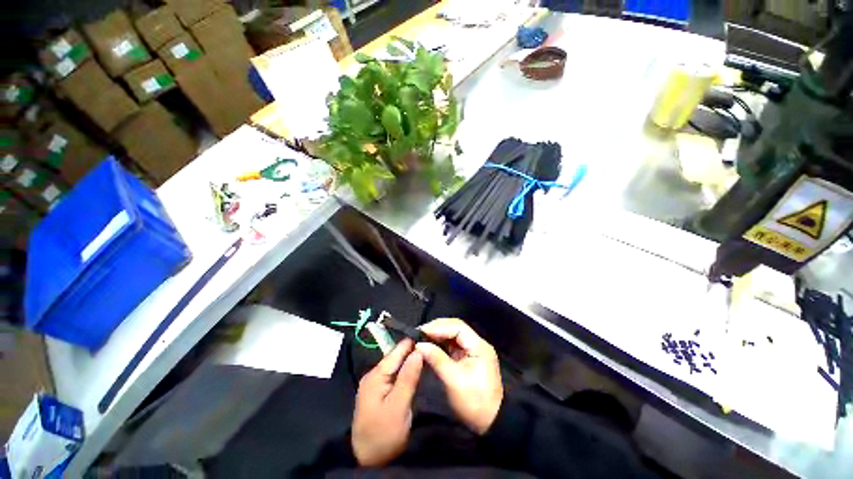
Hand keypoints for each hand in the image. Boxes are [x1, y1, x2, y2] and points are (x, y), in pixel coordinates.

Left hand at [351, 339, 423, 466]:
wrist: (367, 460)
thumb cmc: (384, 434)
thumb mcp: (398, 406)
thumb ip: (408, 377)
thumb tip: (418, 351)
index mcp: (376, 375)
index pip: (396, 352)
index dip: (411, 342)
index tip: (428, 333)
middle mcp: (373, 375)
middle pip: (395, 357)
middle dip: (411, 350)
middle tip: (430, 343)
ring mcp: (375, 384)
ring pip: (395, 366)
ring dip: (409, 360)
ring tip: (426, 352)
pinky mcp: (379, 393)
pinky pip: (394, 375)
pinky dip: (405, 370)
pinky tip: (415, 368)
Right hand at [416, 318, 502, 434]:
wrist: (491, 423)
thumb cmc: (474, 402)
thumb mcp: (454, 380)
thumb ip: (437, 359)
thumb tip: (419, 345)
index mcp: (478, 346)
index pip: (457, 327)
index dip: (438, 327)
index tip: (421, 331)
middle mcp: (477, 343)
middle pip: (455, 328)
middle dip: (437, 328)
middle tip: (419, 333)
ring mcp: (472, 350)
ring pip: (453, 335)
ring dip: (438, 335)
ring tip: (421, 338)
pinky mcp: (467, 358)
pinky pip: (452, 345)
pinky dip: (441, 344)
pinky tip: (429, 346)